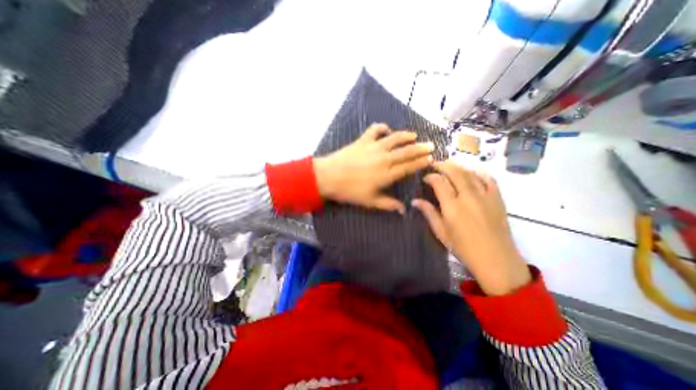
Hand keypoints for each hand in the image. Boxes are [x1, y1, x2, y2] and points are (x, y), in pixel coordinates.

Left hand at [316, 123, 433, 213]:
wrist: (328, 176)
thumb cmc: (349, 191)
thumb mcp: (369, 201)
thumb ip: (388, 204)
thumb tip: (403, 210)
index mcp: (387, 174)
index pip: (409, 166)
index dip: (421, 162)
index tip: (431, 159)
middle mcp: (384, 158)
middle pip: (406, 151)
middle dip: (420, 148)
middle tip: (431, 145)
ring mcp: (373, 147)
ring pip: (394, 138)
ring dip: (406, 136)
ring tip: (415, 135)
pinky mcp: (362, 140)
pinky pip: (375, 130)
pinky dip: (382, 128)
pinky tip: (386, 130)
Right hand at [409, 161, 530, 292]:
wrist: (496, 259)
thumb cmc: (464, 248)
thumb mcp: (441, 232)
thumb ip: (429, 213)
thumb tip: (414, 201)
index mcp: (452, 207)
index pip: (439, 182)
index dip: (430, 176)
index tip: (425, 178)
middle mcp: (468, 197)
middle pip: (455, 172)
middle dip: (443, 165)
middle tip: (434, 165)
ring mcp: (485, 196)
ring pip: (470, 172)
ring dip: (458, 167)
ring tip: (449, 167)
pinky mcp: (498, 198)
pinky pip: (489, 179)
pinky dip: (478, 172)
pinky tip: (472, 173)